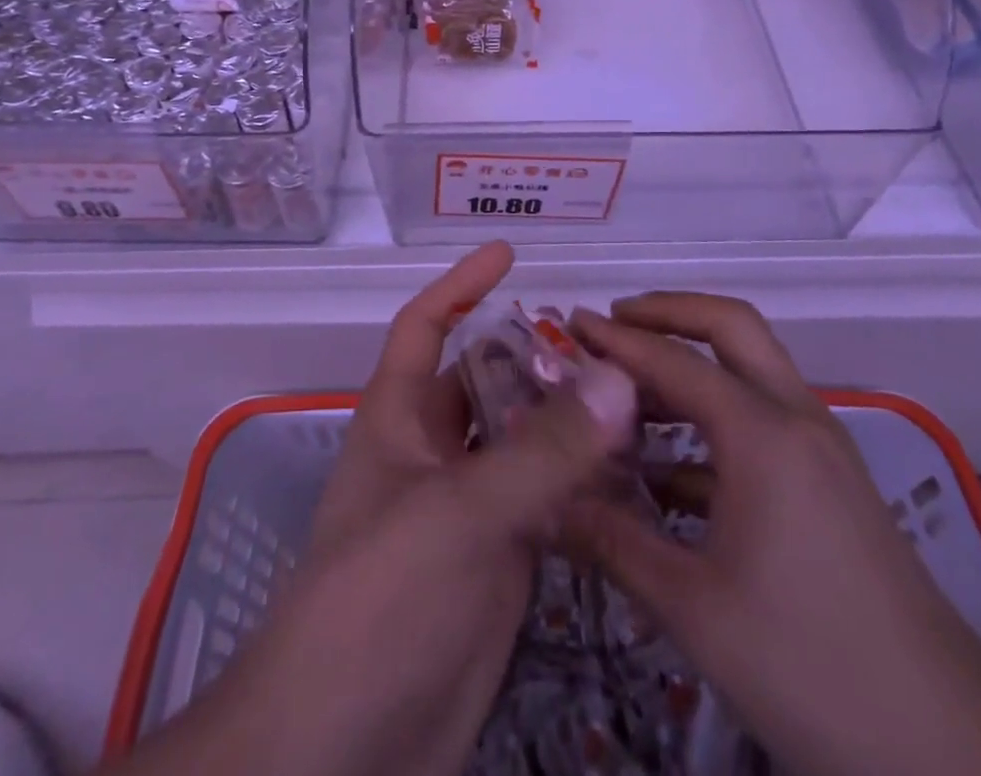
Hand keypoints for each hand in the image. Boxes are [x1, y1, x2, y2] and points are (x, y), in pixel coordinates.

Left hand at [123, 244, 635, 775]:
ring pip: (522, 443)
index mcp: (399, 419)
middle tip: (606, 342)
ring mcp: (468, 509)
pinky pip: (546, 503)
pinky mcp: (499, 563)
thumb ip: (541, 452)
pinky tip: (633, 475)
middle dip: (534, 356)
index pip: (424, 327)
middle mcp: (433, 453)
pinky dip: (582, 485)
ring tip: (636, 396)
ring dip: (567, 421)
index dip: (460, 286)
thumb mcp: (457, 514)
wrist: (344, 751)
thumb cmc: (378, 603)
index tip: (508, 254)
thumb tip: (616, 379)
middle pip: (486, 382)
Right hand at [567, 293, 980, 775]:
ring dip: (690, 366)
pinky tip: (669, 470)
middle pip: (731, 326)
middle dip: (668, 313)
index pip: (673, 360)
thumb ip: (613, 542)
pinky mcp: (831, 484)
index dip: (615, 339)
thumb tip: (545, 504)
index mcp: (762, 433)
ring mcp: (821, 448)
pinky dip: (712, 421)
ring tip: (627, 394)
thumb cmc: (813, 667)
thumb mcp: (695, 609)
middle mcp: (796, 419)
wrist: (955, 749)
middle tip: (611, 325)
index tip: (567, 323)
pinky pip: (762, 421)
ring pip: (749, 370)